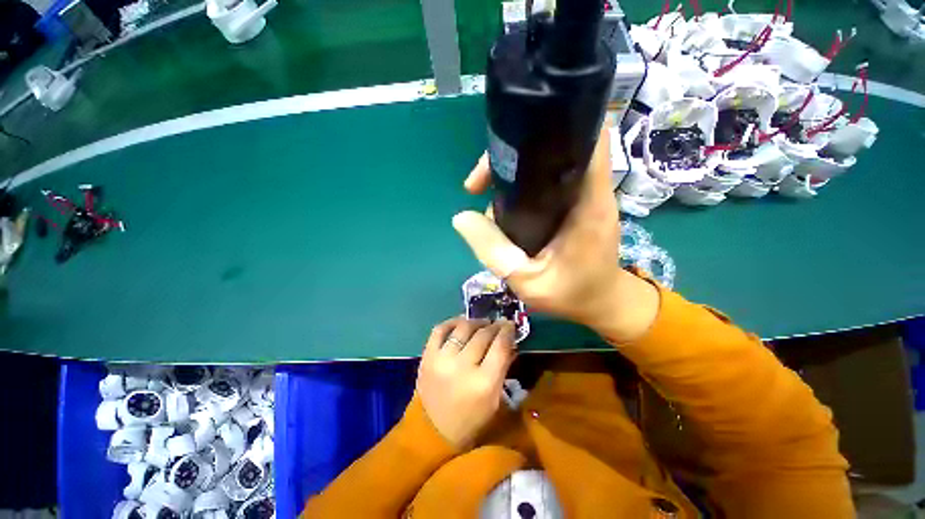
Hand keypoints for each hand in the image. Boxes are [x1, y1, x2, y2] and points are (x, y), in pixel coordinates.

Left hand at [416, 317, 515, 449]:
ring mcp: (442, 359)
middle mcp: (462, 366)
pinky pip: (439, 329)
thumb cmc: (471, 420)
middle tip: (499, 323)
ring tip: (482, 323)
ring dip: (476, 322)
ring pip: (463, 328)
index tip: (510, 325)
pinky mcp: (427, 356)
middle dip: (494, 326)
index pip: (500, 346)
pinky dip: (452, 322)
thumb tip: (510, 343)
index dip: (507, 331)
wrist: (432, 432)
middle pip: (483, 334)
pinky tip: (461, 322)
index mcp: (484, 382)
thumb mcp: (495, 399)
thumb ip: (503, 369)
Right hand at [452, 125, 658, 342]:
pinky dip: (521, 186)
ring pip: (547, 166)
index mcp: (589, 203)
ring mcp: (581, 196)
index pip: (588, 141)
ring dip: (514, 173)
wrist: (599, 302)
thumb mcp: (527, 281)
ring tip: (486, 195)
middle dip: (515, 155)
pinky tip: (502, 204)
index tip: (515, 141)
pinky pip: (545, 183)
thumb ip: (494, 251)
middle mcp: (589, 191)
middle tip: (482, 179)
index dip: (557, 126)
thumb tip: (461, 217)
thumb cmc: (571, 294)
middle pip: (556, 148)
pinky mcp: (572, 204)